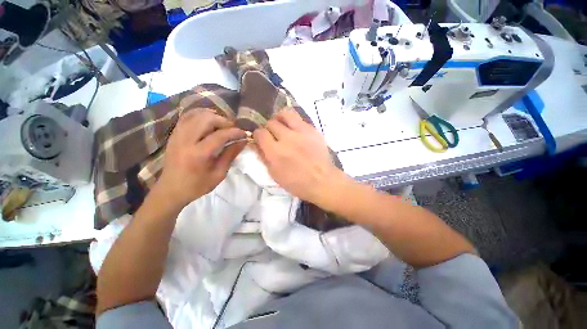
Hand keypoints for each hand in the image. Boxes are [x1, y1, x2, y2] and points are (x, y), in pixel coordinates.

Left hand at [156, 109, 246, 207]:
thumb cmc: (197, 185)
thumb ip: (231, 155)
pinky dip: (200, 115)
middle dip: (224, 121)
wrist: (170, 190)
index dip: (235, 132)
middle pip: (207, 119)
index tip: (244, 133)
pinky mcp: (173, 134)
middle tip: (232, 129)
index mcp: (199, 154)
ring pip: (196, 114)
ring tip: (222, 125)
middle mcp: (186, 140)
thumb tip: (243, 141)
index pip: (220, 135)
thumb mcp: (219, 174)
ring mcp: (177, 135)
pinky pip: (187, 117)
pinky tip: (208, 120)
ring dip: (213, 116)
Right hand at [253, 109, 341, 204]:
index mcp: (275, 152)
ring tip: (282, 125)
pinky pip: (300, 119)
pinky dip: (294, 123)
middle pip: (271, 123)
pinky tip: (296, 131)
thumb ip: (263, 157)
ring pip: (285, 114)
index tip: (260, 139)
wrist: (322, 181)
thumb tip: (256, 144)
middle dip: (269, 128)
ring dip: (280, 118)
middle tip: (272, 135)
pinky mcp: (313, 130)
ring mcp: (302, 132)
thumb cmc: (297, 183)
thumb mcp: (275, 175)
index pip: (260, 133)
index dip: (258, 135)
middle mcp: (287, 139)